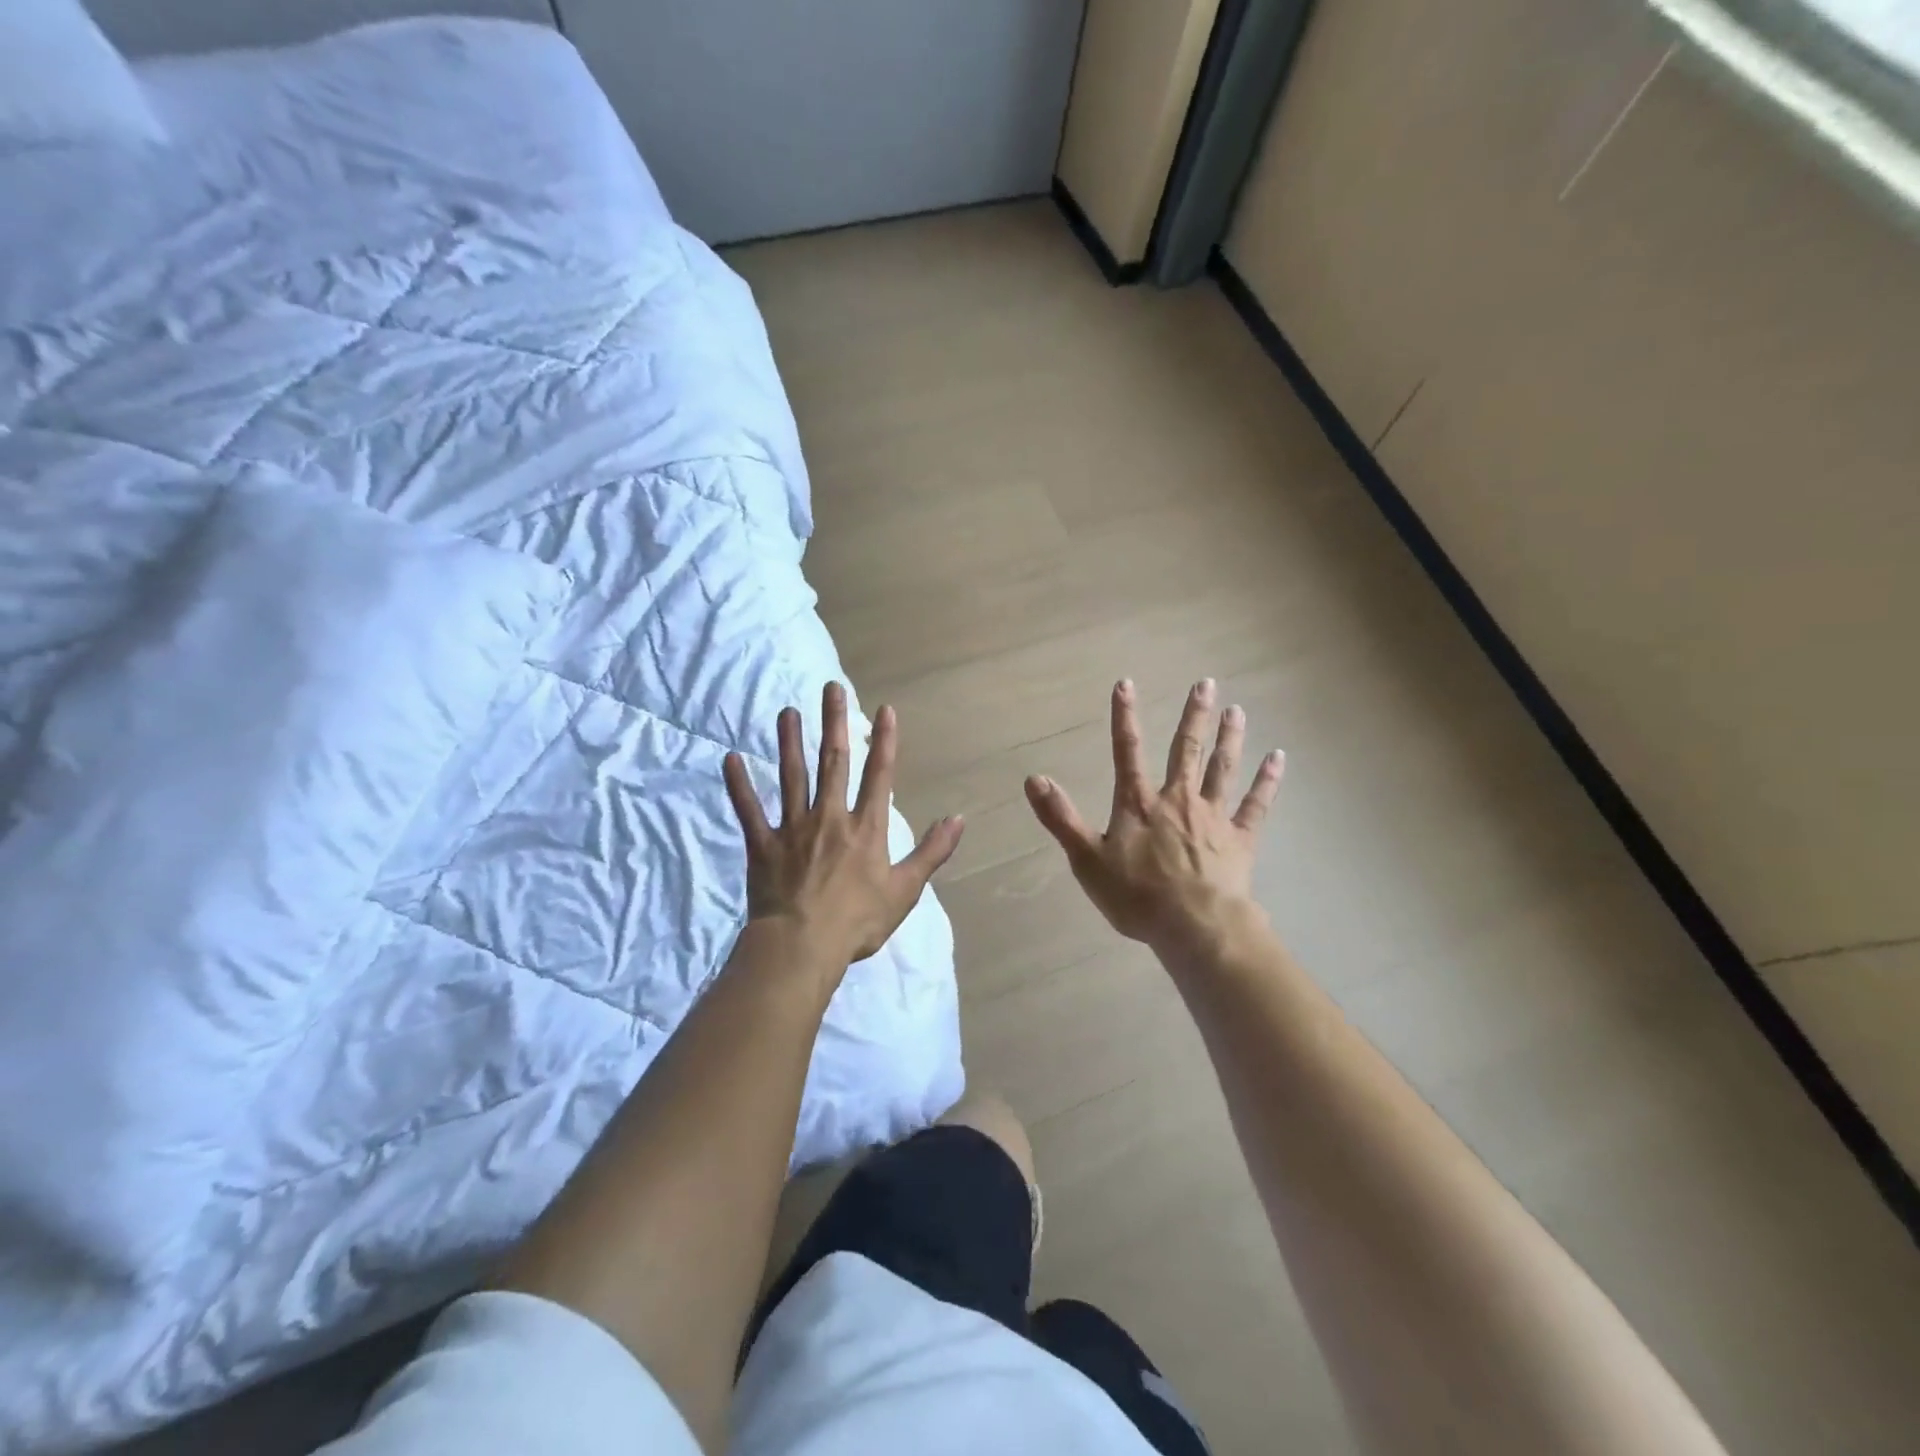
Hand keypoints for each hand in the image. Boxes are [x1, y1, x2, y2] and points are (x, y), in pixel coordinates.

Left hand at [723, 681, 963, 974]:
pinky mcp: (763, 845)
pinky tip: (730, 759)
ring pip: (791, 776)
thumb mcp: (905, 889)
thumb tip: (958, 819)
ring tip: (787, 712)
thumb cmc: (858, 921)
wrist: (802, 946)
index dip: (884, 741)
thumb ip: (932, 851)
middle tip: (831, 688)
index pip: (878, 775)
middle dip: (834, 723)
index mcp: (865, 828)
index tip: (885, 710)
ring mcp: (793, 828)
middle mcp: (830, 817)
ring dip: (789, 742)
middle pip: (833, 762)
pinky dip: (739, 785)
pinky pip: (749, 810)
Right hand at [1024, 678, 1282, 955]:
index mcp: (1139, 804)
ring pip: (1222, 769)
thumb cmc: (1137, 896)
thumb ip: (1061, 818)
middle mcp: (1178, 799)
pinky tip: (1278, 758)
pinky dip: (1267, 780)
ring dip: (1229, 738)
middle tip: (1205, 683)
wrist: (1194, 926)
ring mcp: (1213, 816)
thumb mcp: (1086, 859)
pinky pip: (1256, 804)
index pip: (1127, 752)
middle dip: (1194, 716)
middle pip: (1185, 750)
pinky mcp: (1240, 838)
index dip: (1124, 717)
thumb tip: (1034, 779)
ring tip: (1237, 710)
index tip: (1126, 683)